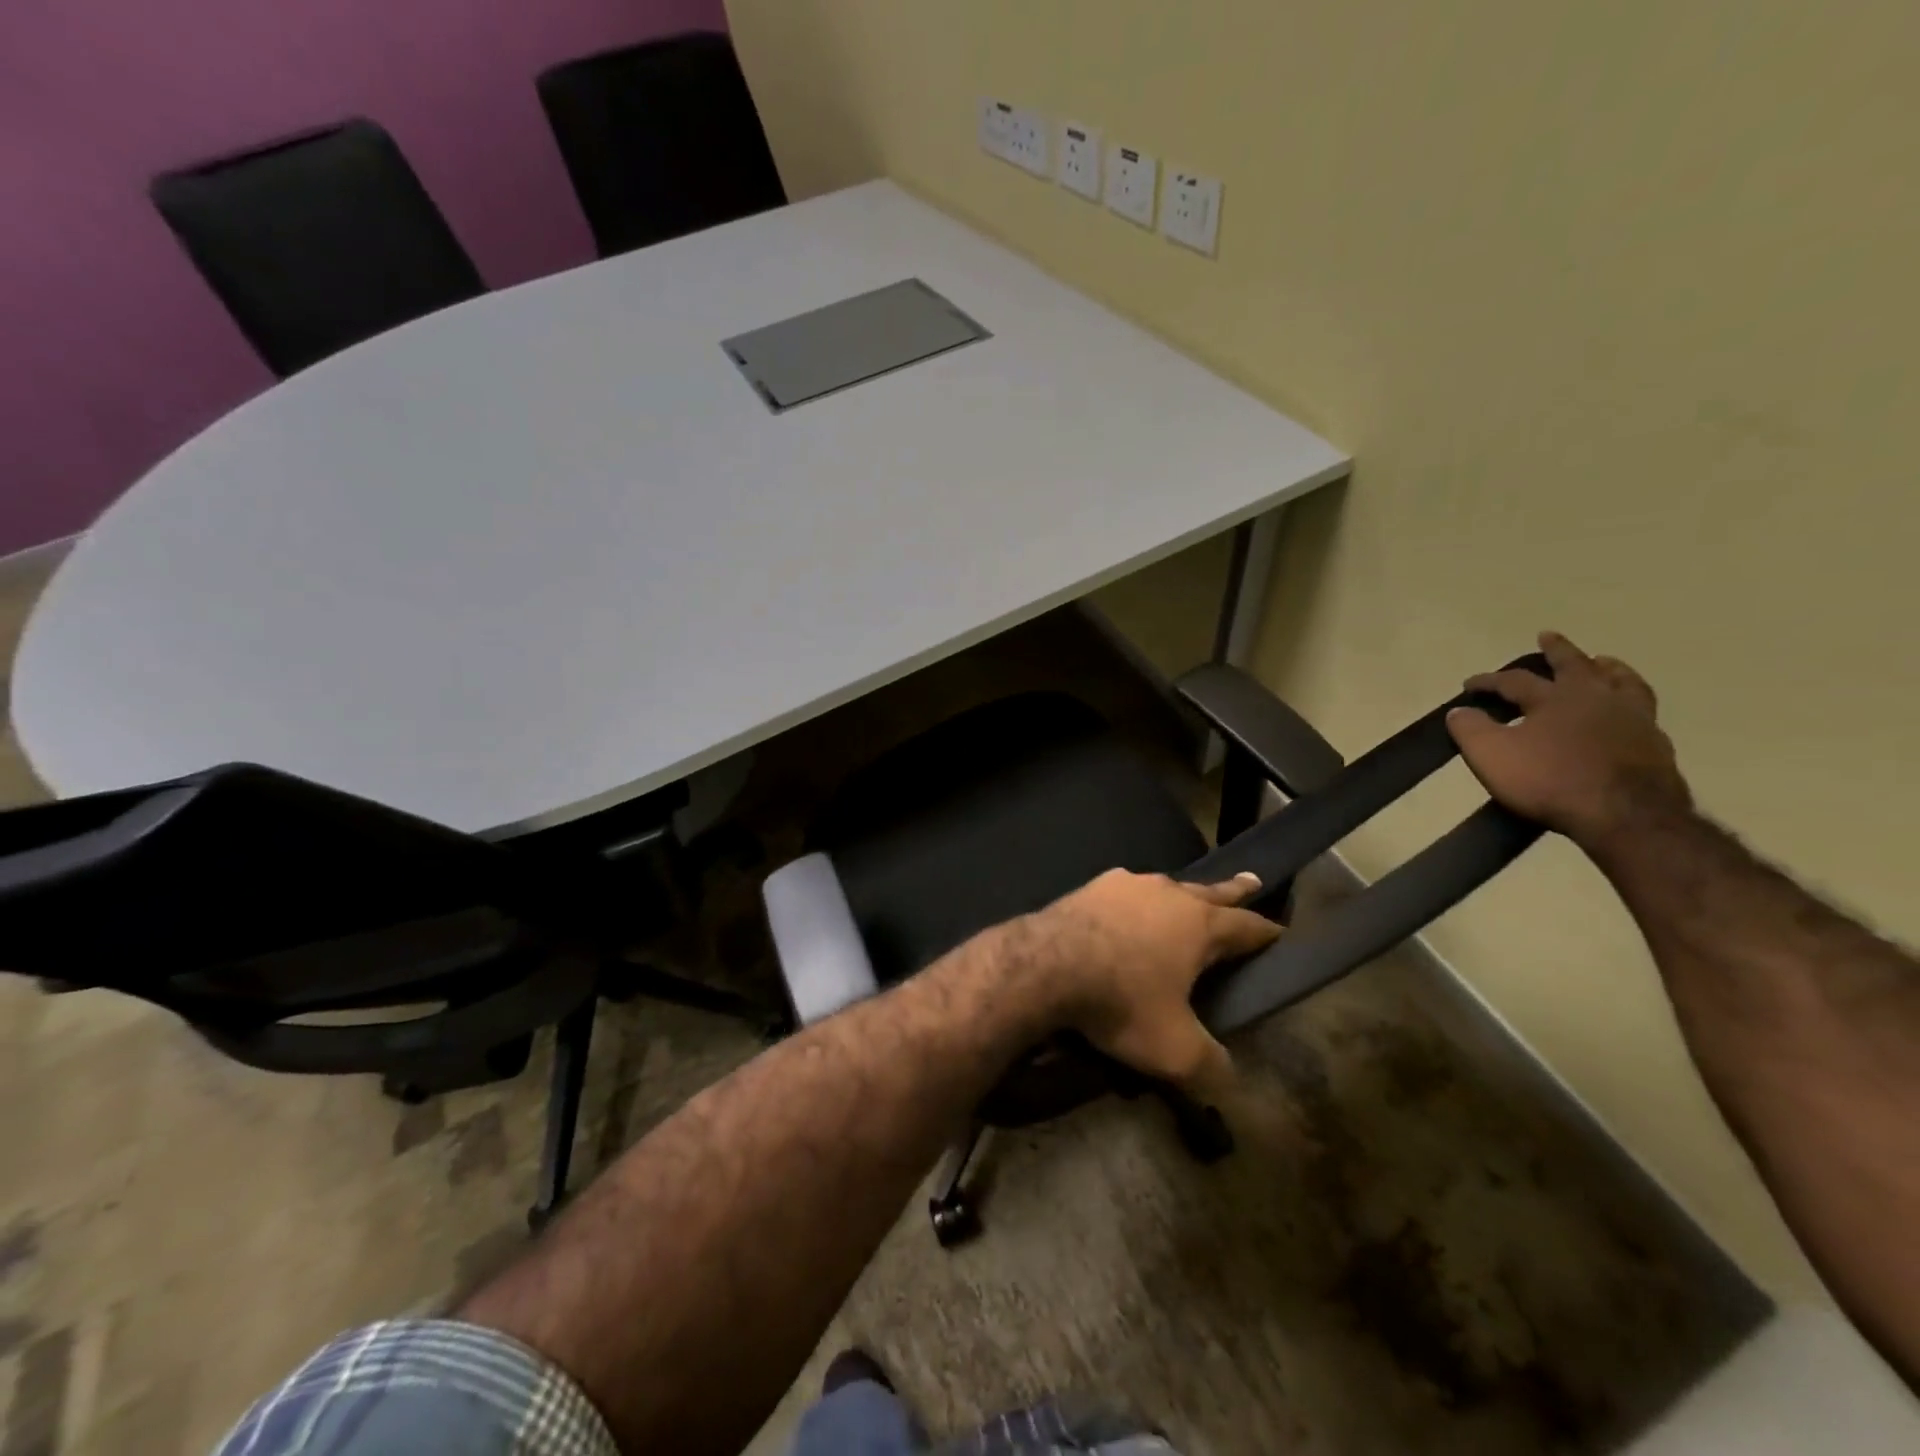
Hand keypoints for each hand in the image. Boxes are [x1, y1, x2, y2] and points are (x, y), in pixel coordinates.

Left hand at [1028, 869, 1280, 1093]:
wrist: (1045, 964)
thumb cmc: (1120, 1001)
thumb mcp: (1174, 1050)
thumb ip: (1210, 1067)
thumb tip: (1231, 1082)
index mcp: (1199, 925)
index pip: (1247, 927)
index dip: (1267, 933)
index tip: (1282, 933)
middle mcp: (1168, 894)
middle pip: (1211, 891)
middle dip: (1234, 891)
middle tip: (1253, 881)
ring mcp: (1126, 884)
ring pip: (1166, 886)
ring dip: (1180, 894)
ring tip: (1186, 897)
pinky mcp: (1091, 887)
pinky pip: (1126, 891)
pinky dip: (1136, 900)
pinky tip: (1127, 908)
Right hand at [1447, 631, 1691, 844]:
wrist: (1625, 814)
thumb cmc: (1550, 780)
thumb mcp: (1491, 755)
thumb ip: (1470, 729)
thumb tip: (1459, 710)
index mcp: (1553, 698)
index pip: (1514, 680)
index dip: (1489, 681)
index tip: (1469, 684)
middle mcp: (1594, 697)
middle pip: (1575, 665)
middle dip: (1557, 650)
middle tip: (1548, 635)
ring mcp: (1631, 718)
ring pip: (1620, 681)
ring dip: (1607, 668)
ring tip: (1603, 662)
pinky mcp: (1655, 743)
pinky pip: (1642, 710)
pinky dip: (1630, 701)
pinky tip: (1628, 710)